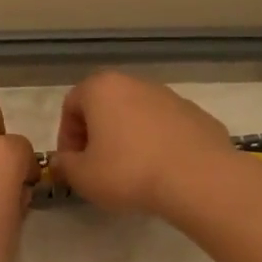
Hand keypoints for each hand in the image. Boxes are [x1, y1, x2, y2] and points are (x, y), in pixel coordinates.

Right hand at [51, 71, 239, 216]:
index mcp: (102, 89)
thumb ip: (64, 166)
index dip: (66, 137)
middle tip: (97, 166)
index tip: (73, 164)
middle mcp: (135, 83)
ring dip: (127, 138)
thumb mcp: (83, 177)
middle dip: (97, 134)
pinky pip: (165, 127)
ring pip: (136, 115)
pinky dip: (157, 143)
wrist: (198, 178)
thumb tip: (62, 161)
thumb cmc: (128, 172)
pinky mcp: (197, 115)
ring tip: (131, 171)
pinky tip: (161, 171)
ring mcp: (170, 96)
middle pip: (105, 106)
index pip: (71, 105)